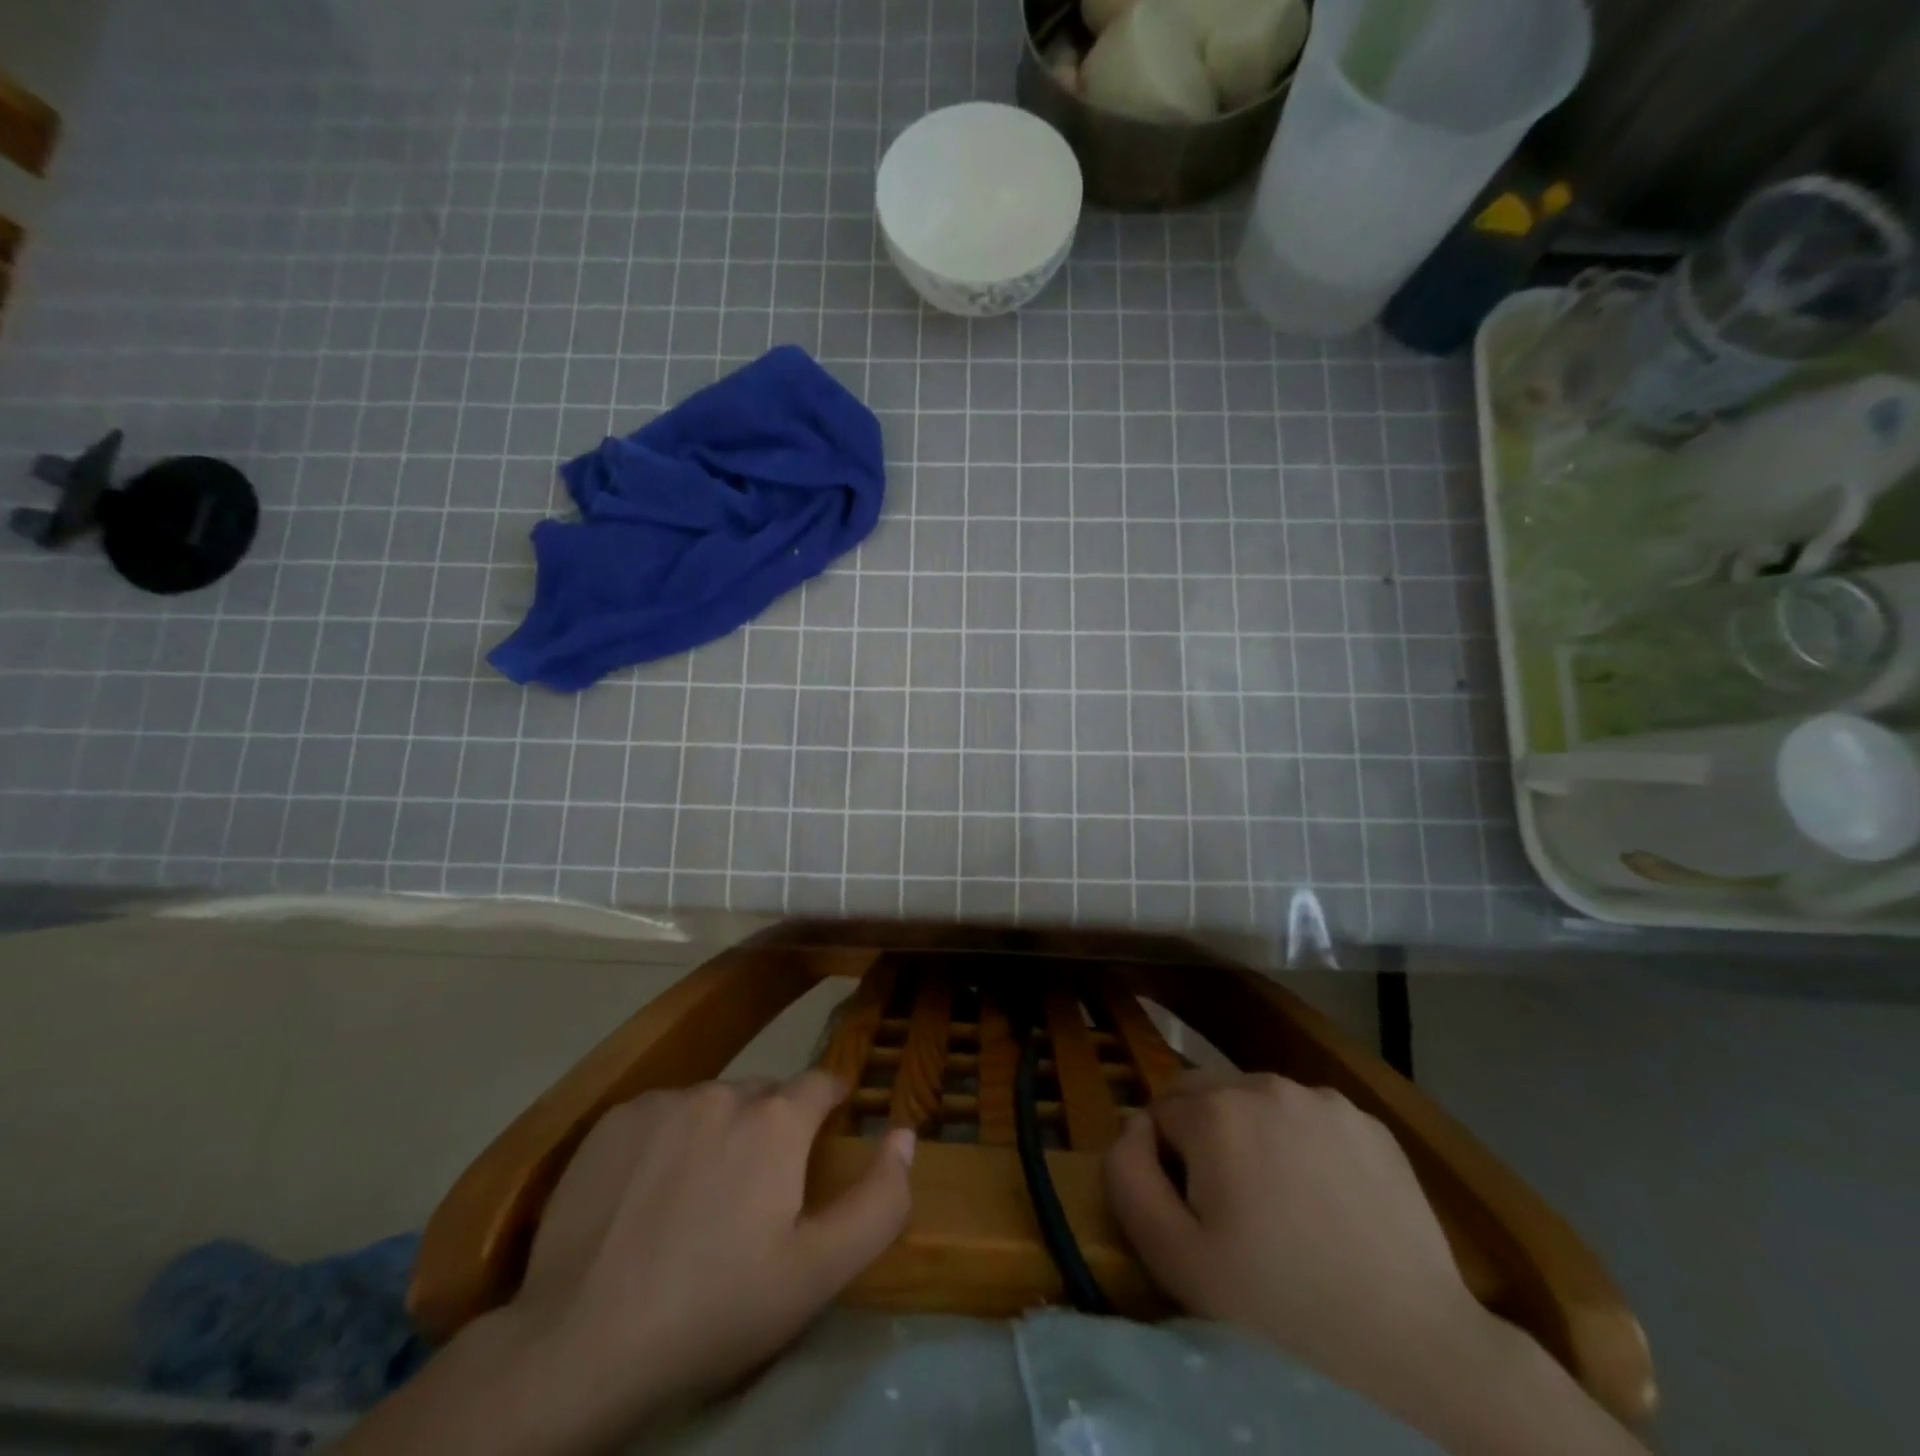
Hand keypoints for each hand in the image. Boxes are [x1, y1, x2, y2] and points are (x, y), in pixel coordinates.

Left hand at [342, 1074, 913, 1455]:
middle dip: (772, 1128)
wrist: (583, 1345)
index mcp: (776, 1119)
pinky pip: (661, 1114)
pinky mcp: (613, 1121)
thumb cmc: (716, 1309)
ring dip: (718, 1134)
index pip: (821, 1084)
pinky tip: (648, 1194)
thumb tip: (906, 1134)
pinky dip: (668, 1140)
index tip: (828, 1129)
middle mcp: (723, 1091)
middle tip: (758, 1191)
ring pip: (711, 1104)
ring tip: (699, 1198)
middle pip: (765, 1096)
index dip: (831, 1103)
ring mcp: (663, 1102)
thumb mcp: (818, 1272)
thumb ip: (879, 1200)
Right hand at [1104, 1072, 1481, 1389]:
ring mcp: (1325, 1100)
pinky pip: (1309, 1119)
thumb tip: (1133, 1125)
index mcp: (1216, 1108)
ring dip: (1251, 1136)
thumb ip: (1127, 1173)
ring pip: (1258, 1102)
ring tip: (1279, 1208)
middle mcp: (1267, 1084)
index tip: (1194, 1216)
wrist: (1415, 1355)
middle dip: (1203, 1138)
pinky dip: (1301, 1145)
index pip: (1160, 1112)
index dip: (1167, 1164)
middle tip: (1230, 1212)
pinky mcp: (1370, 1124)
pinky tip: (1324, 1203)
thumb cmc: (1277, 1308)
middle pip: (1207, 1094)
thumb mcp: (1172, 1256)